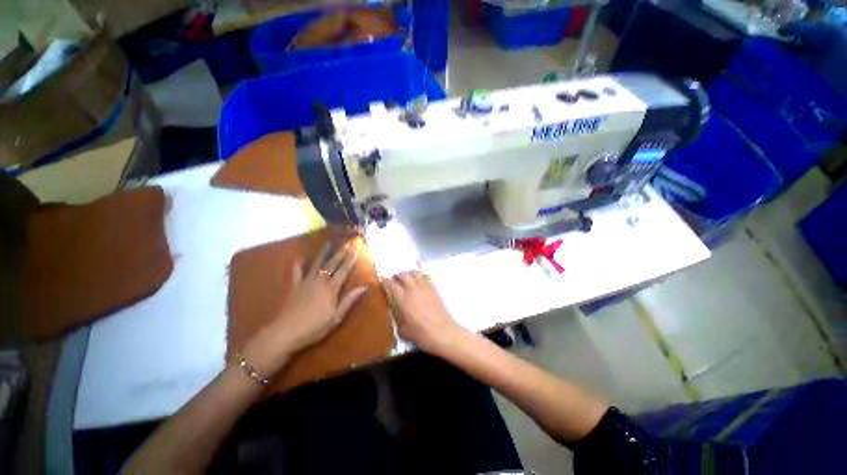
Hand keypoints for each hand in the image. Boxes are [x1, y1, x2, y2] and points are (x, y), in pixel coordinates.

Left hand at [243, 243, 367, 374]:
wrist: (285, 332)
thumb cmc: (314, 327)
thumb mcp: (336, 317)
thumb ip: (350, 300)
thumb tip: (364, 287)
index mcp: (331, 289)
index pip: (343, 271)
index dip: (350, 261)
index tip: (355, 251)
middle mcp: (319, 281)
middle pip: (332, 264)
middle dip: (340, 253)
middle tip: (346, 243)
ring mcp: (306, 282)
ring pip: (317, 264)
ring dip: (323, 253)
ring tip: (328, 243)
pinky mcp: (294, 286)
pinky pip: (296, 272)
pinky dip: (298, 264)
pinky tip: (300, 257)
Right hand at [383, 271, 467, 355]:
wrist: (443, 332)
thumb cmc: (422, 334)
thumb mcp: (404, 331)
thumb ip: (398, 320)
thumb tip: (395, 315)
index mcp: (403, 299)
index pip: (392, 284)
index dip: (386, 281)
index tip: (383, 280)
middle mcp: (413, 290)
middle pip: (404, 275)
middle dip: (398, 275)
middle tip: (395, 278)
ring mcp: (425, 288)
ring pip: (416, 273)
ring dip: (409, 274)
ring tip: (407, 278)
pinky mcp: (434, 290)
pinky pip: (426, 278)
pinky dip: (421, 278)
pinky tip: (419, 283)